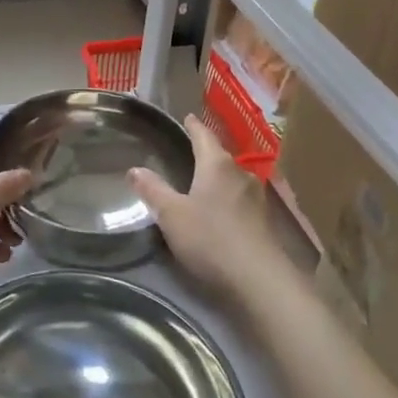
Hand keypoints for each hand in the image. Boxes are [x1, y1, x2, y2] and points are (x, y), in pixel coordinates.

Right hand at [129, 115, 294, 306]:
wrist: (259, 279)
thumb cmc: (210, 238)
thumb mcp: (172, 215)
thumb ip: (153, 190)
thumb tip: (134, 168)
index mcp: (217, 165)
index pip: (203, 135)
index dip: (193, 126)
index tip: (187, 117)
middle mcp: (240, 174)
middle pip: (220, 156)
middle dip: (205, 153)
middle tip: (188, 150)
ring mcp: (256, 198)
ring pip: (231, 179)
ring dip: (217, 178)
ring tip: (201, 181)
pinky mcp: (263, 222)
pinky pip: (239, 200)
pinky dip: (226, 199)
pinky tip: (219, 210)